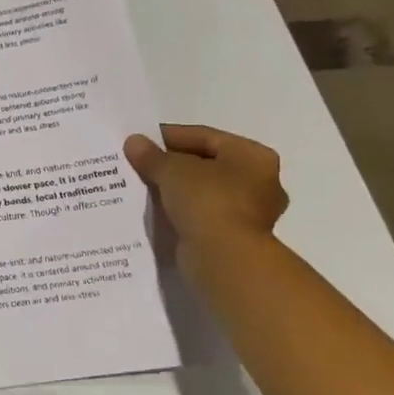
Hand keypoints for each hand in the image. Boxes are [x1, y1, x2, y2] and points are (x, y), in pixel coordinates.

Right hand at [123, 125, 287, 269]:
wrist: (224, 258)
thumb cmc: (207, 201)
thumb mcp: (172, 170)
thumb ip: (152, 155)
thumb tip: (134, 142)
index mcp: (253, 156)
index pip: (205, 137)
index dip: (170, 136)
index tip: (141, 140)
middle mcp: (259, 181)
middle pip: (206, 164)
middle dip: (172, 164)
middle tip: (140, 163)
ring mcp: (249, 212)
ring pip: (202, 191)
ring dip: (175, 189)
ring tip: (142, 185)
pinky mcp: (234, 236)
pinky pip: (201, 214)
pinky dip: (180, 210)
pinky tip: (155, 209)